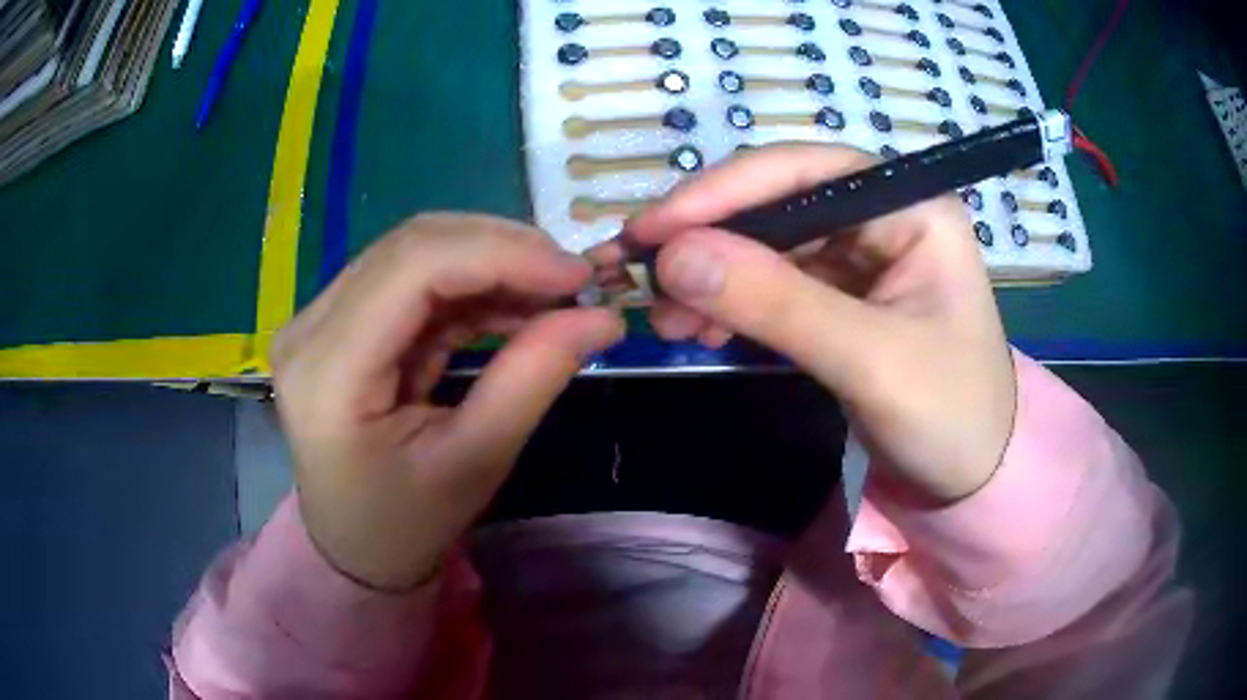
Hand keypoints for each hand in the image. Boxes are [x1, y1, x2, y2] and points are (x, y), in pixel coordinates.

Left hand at [271, 214, 623, 589]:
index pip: (412, 268)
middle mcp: (310, 328)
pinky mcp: (338, 321)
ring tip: (552, 292)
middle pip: (411, 246)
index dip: (501, 254)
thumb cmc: (406, 523)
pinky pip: (412, 279)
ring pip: (414, 252)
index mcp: (327, 372)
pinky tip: (514, 304)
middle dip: (502, 250)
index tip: (576, 273)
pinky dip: (471, 284)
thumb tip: (603, 317)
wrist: (355, 547)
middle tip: (572, 279)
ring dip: (490, 261)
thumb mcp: (475, 461)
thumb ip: (533, 378)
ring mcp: (319, 319)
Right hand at [624, 144, 1015, 502]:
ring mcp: (859, 256)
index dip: (724, 191)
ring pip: (766, 245)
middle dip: (708, 239)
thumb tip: (672, 256)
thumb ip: (777, 304)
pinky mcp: (839, 296)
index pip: (805, 170)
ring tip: (663, 317)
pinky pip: (771, 284)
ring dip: (710, 275)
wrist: (972, 478)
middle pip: (777, 203)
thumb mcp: (870, 360)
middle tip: (641, 276)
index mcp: (911, 207)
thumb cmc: (949, 416)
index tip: (652, 229)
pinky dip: (729, 304)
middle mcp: (882, 216)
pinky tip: (697, 328)